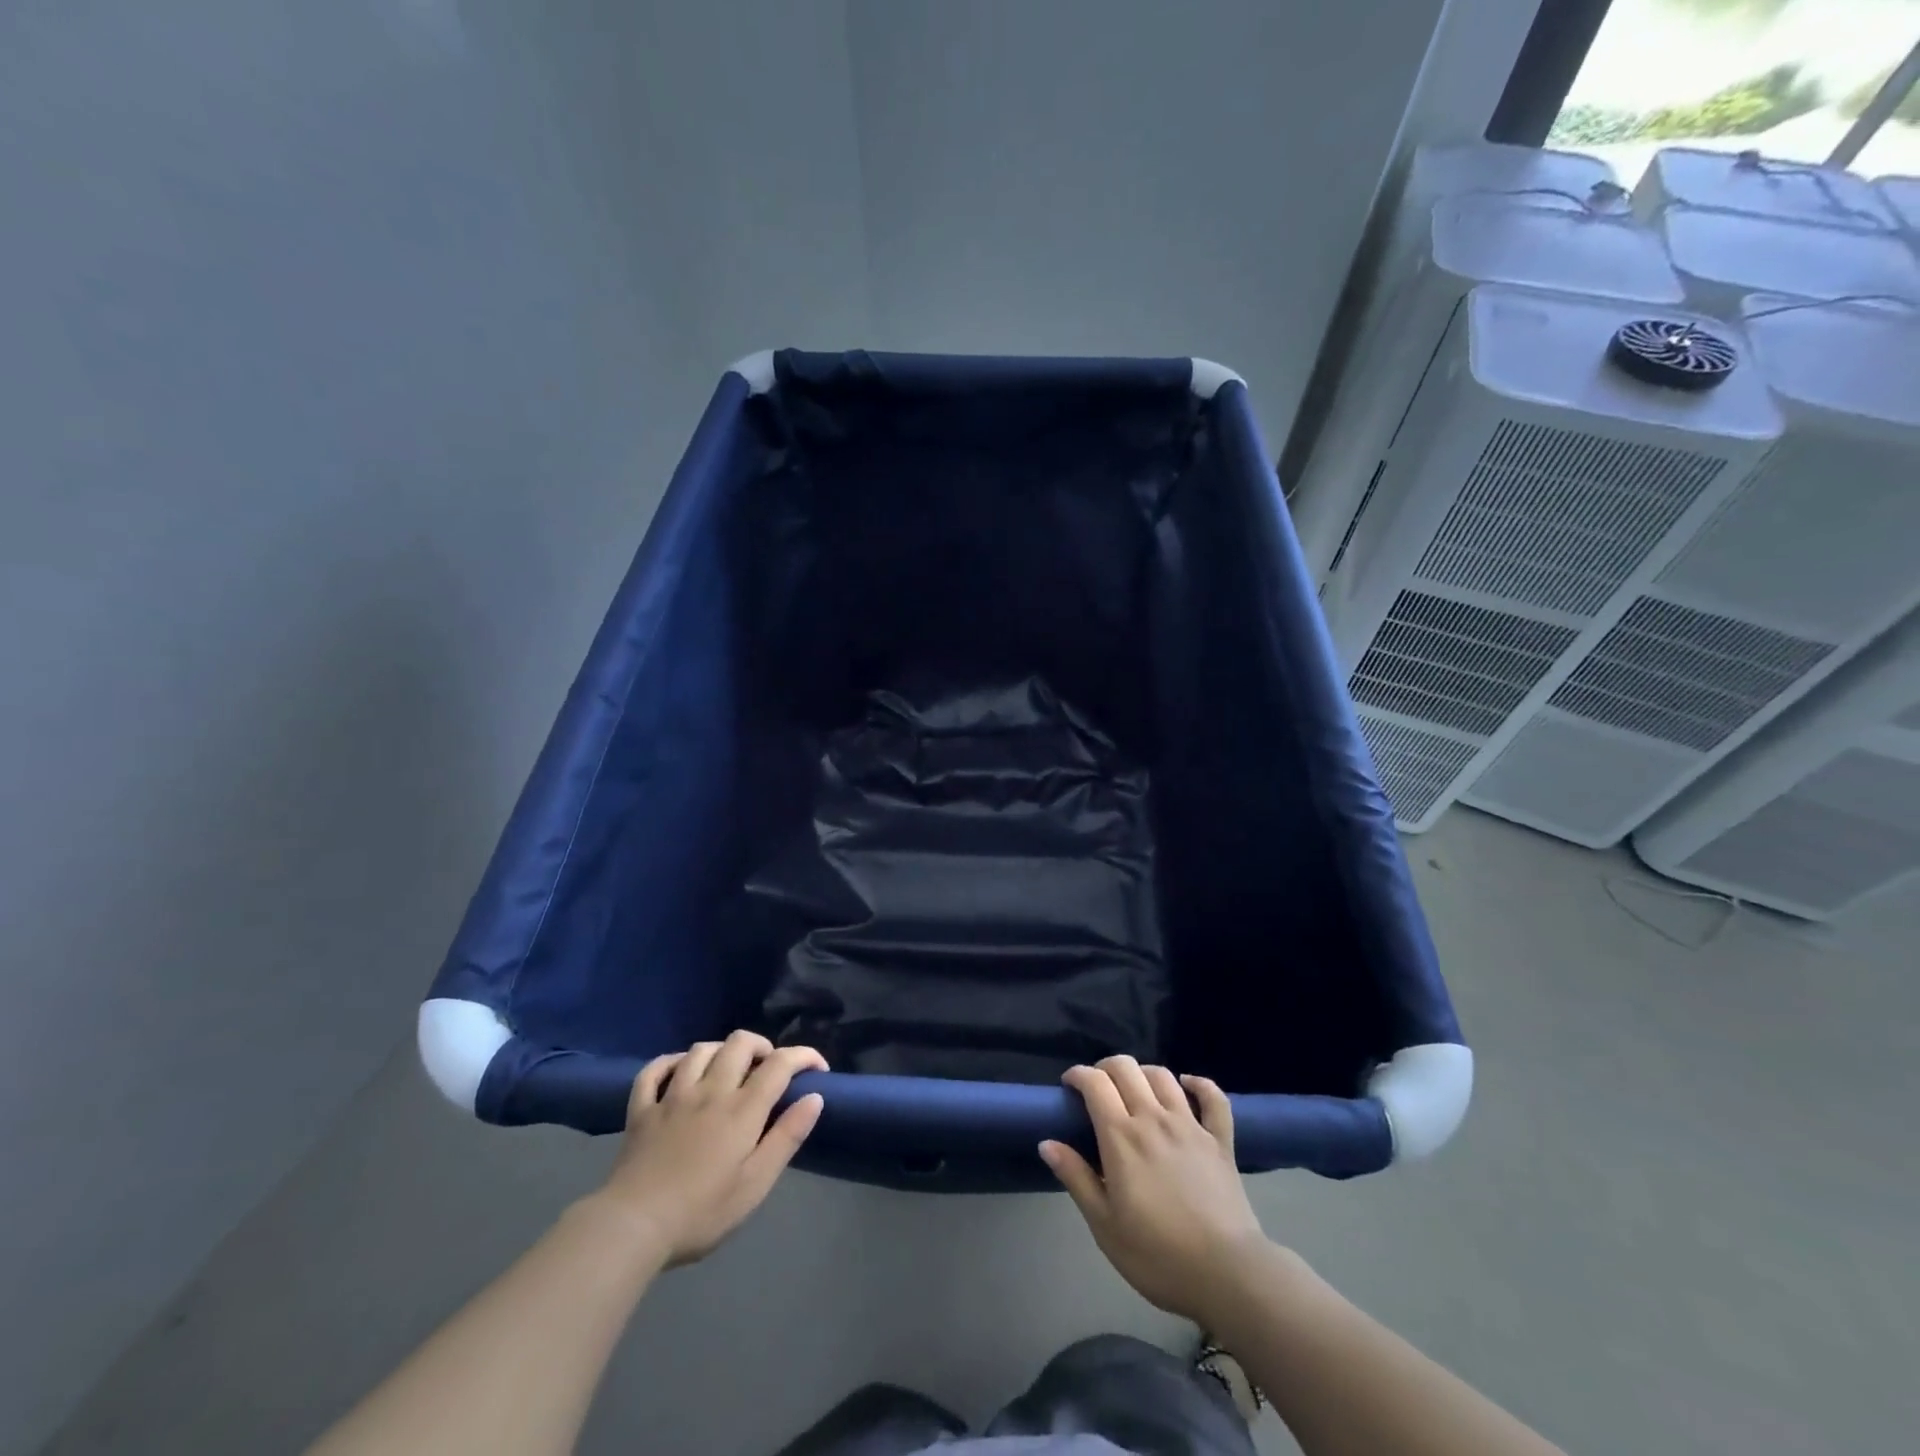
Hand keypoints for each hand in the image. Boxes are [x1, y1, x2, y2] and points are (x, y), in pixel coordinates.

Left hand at [594, 1030, 826, 1267]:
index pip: (780, 1064)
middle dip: (762, 1046)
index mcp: (742, 1109)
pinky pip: (654, 1070)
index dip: (803, 1056)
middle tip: (769, 1069)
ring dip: (721, 1051)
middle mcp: (710, 1090)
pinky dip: (670, 1062)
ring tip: (729, 1069)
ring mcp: (672, 1096)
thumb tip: (814, 1097)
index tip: (817, 1069)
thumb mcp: (755, 1184)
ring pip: (700, 1050)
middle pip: (739, 1043)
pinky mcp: (642, 1109)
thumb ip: (787, 1137)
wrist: (632, 1228)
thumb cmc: (701, 1212)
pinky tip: (679, 1071)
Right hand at [1042, 1056, 1270, 1322]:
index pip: (1095, 1083)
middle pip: (1127, 1069)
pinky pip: (1213, 1098)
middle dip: (1106, 1067)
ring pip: (1163, 1076)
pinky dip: (1200, 1084)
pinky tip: (1188, 1085)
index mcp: (1121, 1137)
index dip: (1079, 1075)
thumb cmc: (1157, 1256)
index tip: (1069, 1086)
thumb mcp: (1104, 1225)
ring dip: (1144, 1073)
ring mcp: (1190, 1126)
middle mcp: (1154, 1118)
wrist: (1227, 1275)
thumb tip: (1047, 1143)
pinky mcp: (1220, 1140)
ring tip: (1136, 1089)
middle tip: (1098, 1087)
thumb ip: (1076, 1178)